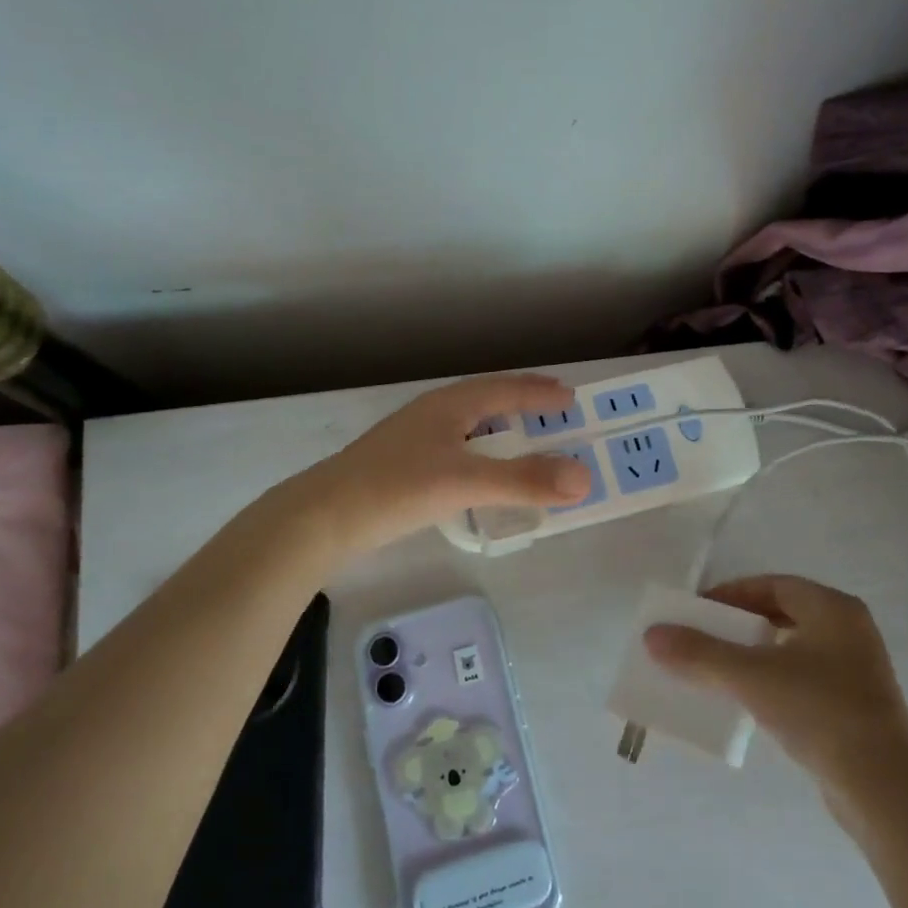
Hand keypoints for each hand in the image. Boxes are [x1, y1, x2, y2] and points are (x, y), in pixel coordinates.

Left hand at [290, 374, 593, 554]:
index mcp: (449, 405)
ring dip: (499, 427)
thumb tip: (585, 476)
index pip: (505, 389)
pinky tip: (478, 472)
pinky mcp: (402, 464)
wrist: (322, 518)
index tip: (570, 396)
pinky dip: (480, 452)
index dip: (539, 392)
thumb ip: (524, 480)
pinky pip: (455, 447)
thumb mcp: (465, 481)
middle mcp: (432, 413)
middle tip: (553, 409)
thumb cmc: (396, 489)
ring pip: (468, 423)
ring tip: (523, 437)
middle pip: (486, 399)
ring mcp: (413, 438)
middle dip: (521, 402)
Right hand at [644, 575, 907, 838]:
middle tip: (703, 636)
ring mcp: (857, 671)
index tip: (697, 609)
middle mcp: (849, 631)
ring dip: (754, 654)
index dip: (731, 593)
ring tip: (718, 668)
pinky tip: (750, 701)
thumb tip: (651, 636)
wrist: (885, 791)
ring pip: (792, 648)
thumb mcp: (752, 677)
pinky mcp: (856, 707)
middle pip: (782, 613)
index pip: (772, 585)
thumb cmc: (820, 712)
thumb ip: (700, 654)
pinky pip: (803, 678)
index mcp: (832, 608)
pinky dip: (773, 680)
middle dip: (739, 623)